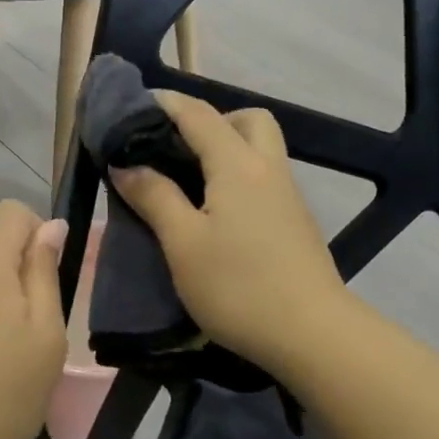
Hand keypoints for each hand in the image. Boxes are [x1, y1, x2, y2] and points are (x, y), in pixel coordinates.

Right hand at [110, 92, 348, 373]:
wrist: (312, 334)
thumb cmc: (238, 286)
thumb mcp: (183, 243)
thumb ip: (154, 197)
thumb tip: (126, 165)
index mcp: (237, 165)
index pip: (198, 115)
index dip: (165, 104)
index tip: (134, 107)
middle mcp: (268, 168)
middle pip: (247, 119)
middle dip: (211, 120)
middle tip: (177, 148)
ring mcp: (288, 196)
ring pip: (261, 148)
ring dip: (227, 148)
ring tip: (189, 181)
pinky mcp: (296, 222)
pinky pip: (265, 178)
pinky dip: (239, 175)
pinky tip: (217, 211)